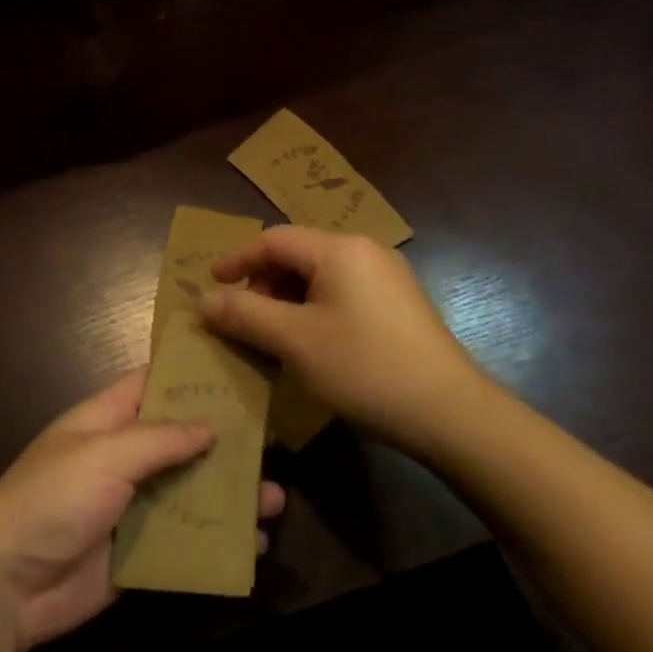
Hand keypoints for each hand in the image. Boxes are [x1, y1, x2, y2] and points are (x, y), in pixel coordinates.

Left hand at [0, 371, 285, 651]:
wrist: (6, 584)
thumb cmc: (52, 498)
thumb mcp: (104, 455)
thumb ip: (159, 438)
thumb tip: (209, 425)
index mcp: (108, 420)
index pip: (153, 382)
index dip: (191, 373)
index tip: (238, 363)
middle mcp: (123, 457)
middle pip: (182, 440)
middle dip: (225, 441)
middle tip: (275, 440)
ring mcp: (131, 505)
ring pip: (190, 491)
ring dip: (229, 495)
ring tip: (275, 498)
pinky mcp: (138, 550)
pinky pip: (185, 539)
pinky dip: (217, 540)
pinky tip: (254, 545)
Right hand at [200, 226, 492, 455]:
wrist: (450, 411)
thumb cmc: (364, 368)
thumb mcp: (294, 341)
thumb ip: (244, 314)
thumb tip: (202, 300)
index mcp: (339, 249)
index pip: (274, 239)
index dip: (237, 259)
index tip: (211, 284)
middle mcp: (365, 250)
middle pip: (298, 253)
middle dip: (263, 281)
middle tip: (245, 318)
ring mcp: (387, 276)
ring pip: (320, 274)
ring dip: (287, 297)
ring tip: (274, 334)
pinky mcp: (399, 302)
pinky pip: (343, 291)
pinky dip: (314, 307)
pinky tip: (311, 341)